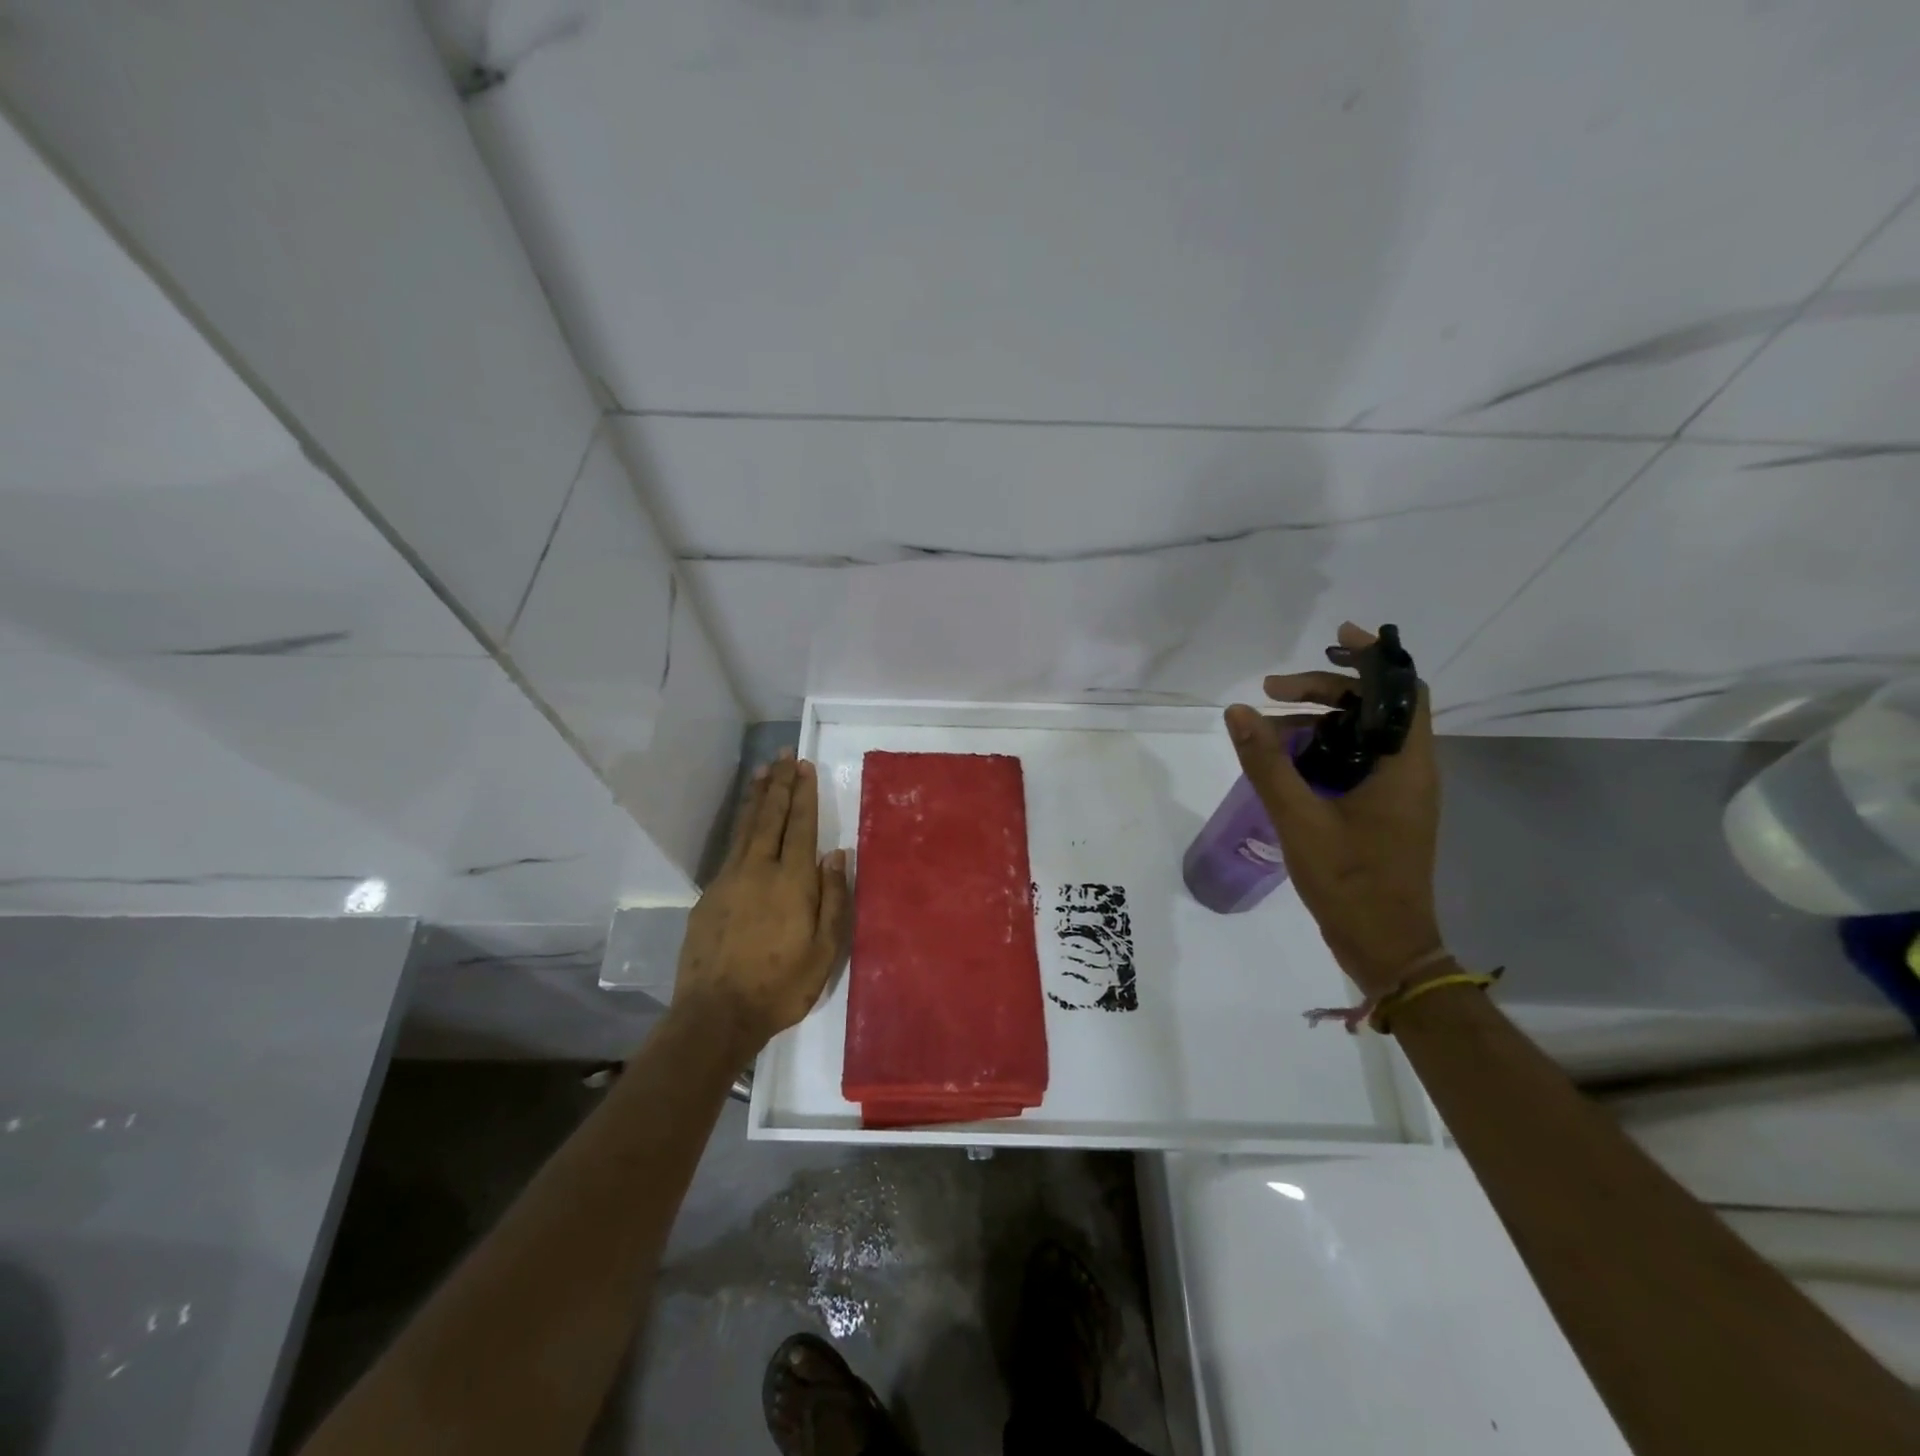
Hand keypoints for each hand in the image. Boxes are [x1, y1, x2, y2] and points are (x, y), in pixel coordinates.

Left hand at [675, 751, 850, 1057]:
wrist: (716, 1015)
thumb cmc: (780, 986)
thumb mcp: (824, 950)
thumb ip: (833, 898)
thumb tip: (837, 854)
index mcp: (792, 881)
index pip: (800, 826)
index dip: (803, 794)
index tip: (804, 766)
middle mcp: (758, 870)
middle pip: (770, 817)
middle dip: (779, 784)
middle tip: (783, 755)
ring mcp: (728, 880)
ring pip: (745, 828)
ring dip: (756, 797)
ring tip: (761, 771)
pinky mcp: (708, 896)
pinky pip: (729, 849)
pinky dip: (740, 827)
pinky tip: (744, 824)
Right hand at [1224, 622, 1444, 997]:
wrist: (1384, 946)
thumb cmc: (1351, 881)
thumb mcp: (1300, 819)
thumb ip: (1268, 763)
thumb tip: (1238, 711)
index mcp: (1405, 766)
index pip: (1403, 691)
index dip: (1374, 657)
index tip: (1336, 636)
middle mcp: (1408, 772)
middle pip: (1373, 710)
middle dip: (1324, 691)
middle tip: (1272, 692)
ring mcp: (1396, 795)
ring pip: (1361, 738)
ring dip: (1318, 723)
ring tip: (1267, 729)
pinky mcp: (1381, 813)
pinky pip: (1353, 764)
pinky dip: (1321, 752)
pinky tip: (1284, 762)